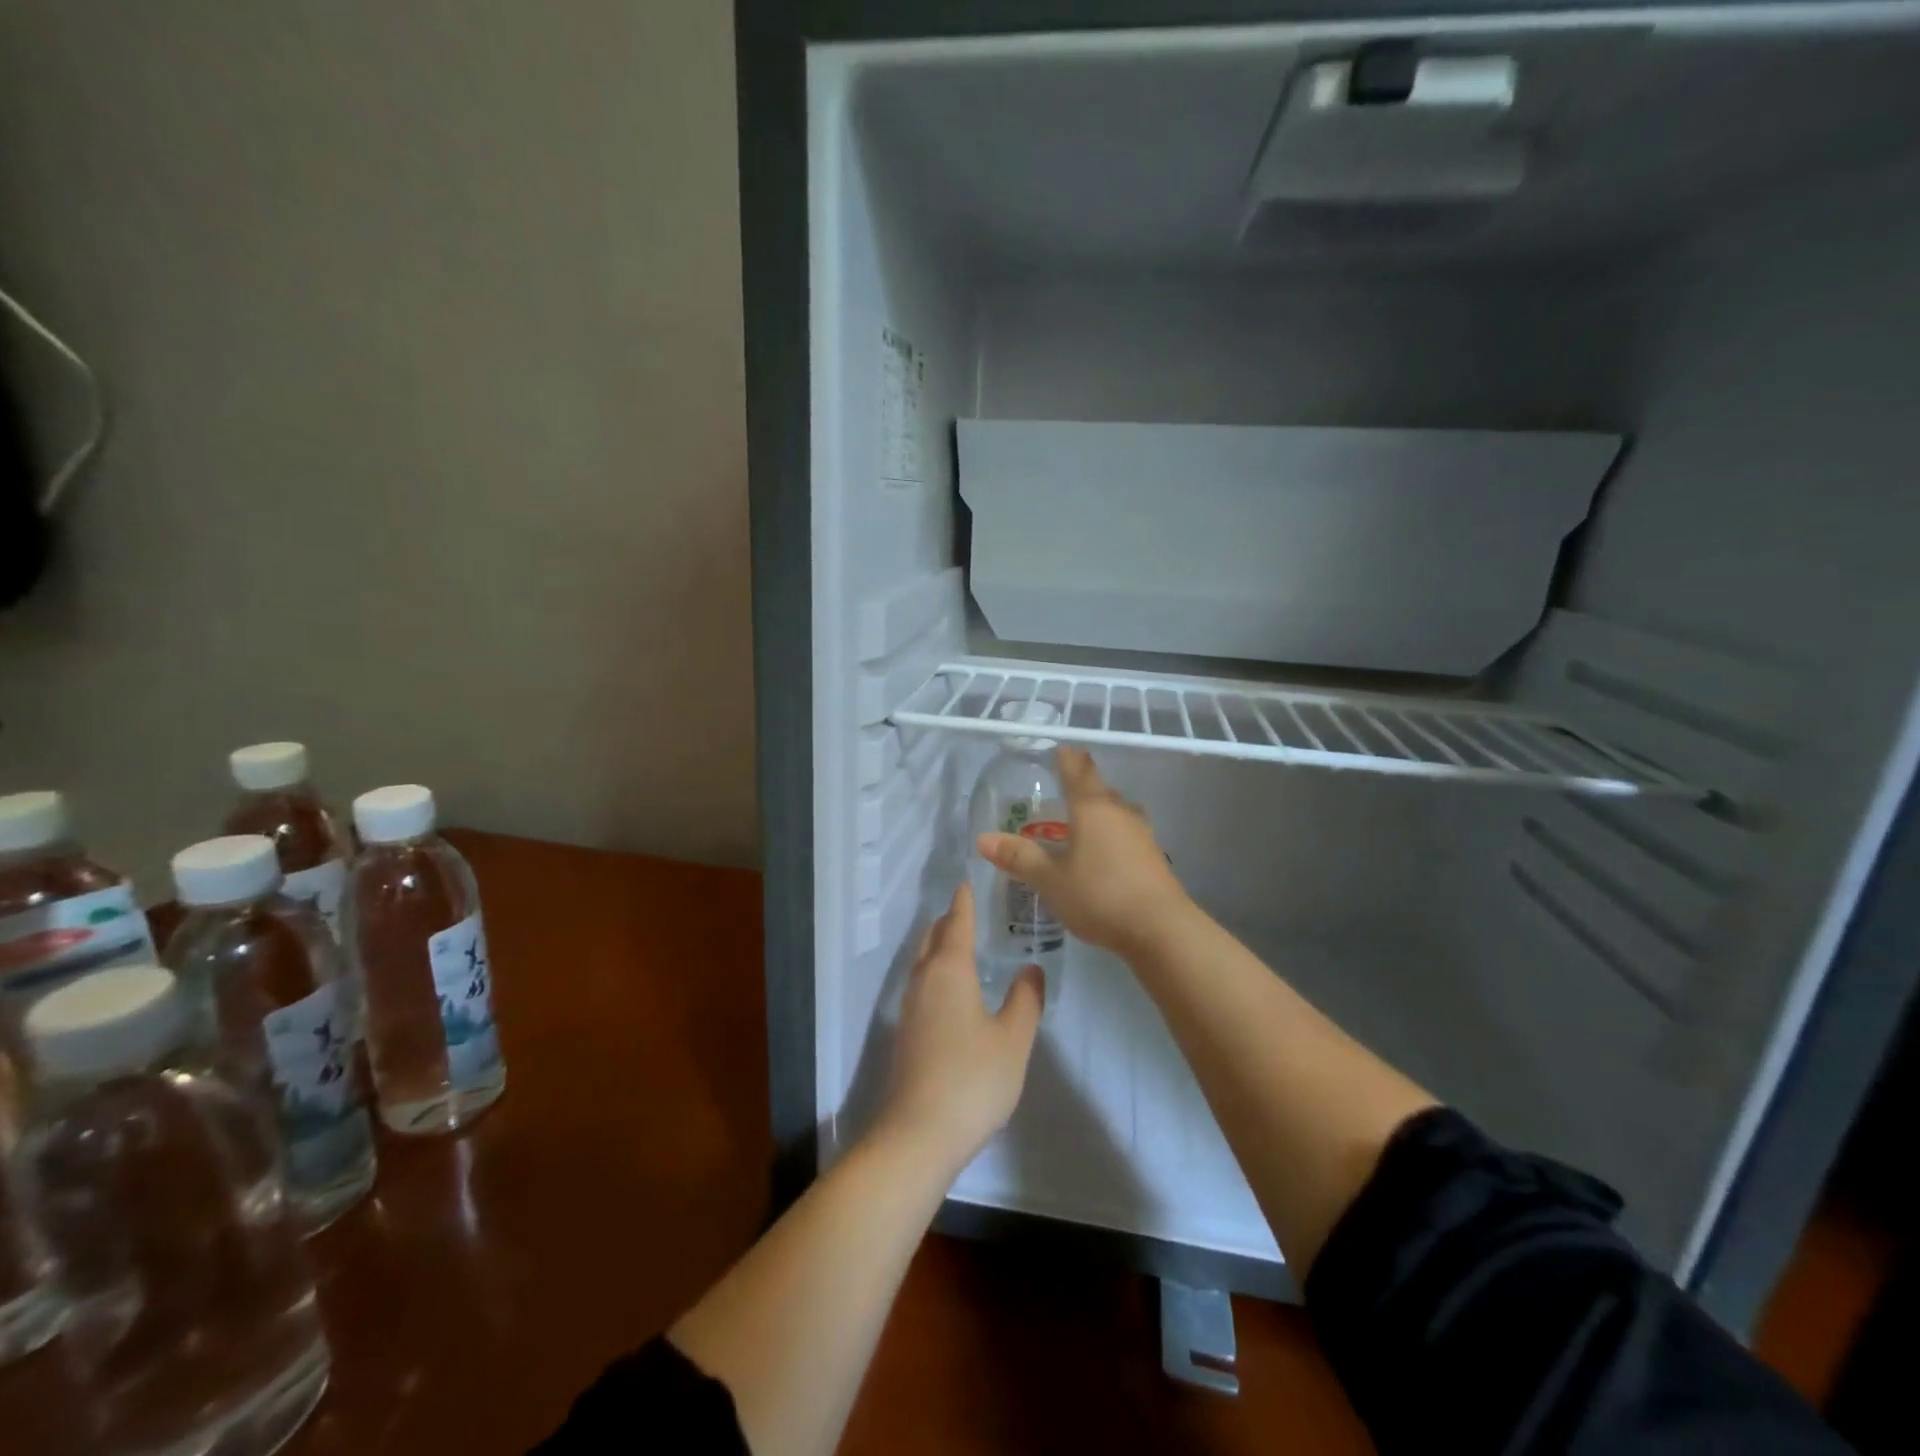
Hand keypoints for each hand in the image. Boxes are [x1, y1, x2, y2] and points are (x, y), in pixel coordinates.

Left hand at [880, 881, 1042, 1169]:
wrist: (920, 1132)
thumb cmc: (973, 1078)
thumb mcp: (1013, 1039)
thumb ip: (1026, 999)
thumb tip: (1031, 968)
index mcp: (949, 970)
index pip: (957, 923)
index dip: (964, 902)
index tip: (967, 883)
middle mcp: (923, 979)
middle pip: (933, 937)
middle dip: (948, 921)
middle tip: (968, 910)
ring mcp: (910, 1006)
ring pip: (922, 961)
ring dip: (939, 946)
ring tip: (961, 943)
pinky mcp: (906, 1032)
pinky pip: (921, 983)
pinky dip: (935, 970)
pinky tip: (951, 988)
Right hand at [976, 747, 1190, 957]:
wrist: (1162, 929)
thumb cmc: (1100, 895)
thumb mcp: (1050, 880)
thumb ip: (1019, 858)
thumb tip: (983, 838)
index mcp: (1092, 807)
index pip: (1078, 768)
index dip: (1065, 756)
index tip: (1056, 751)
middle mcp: (1120, 811)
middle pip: (1098, 788)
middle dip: (1078, 788)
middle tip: (1057, 794)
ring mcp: (1141, 833)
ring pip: (1114, 811)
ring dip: (1096, 814)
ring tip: (1076, 826)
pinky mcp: (1153, 856)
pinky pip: (1125, 833)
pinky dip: (1109, 836)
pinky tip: (1099, 856)